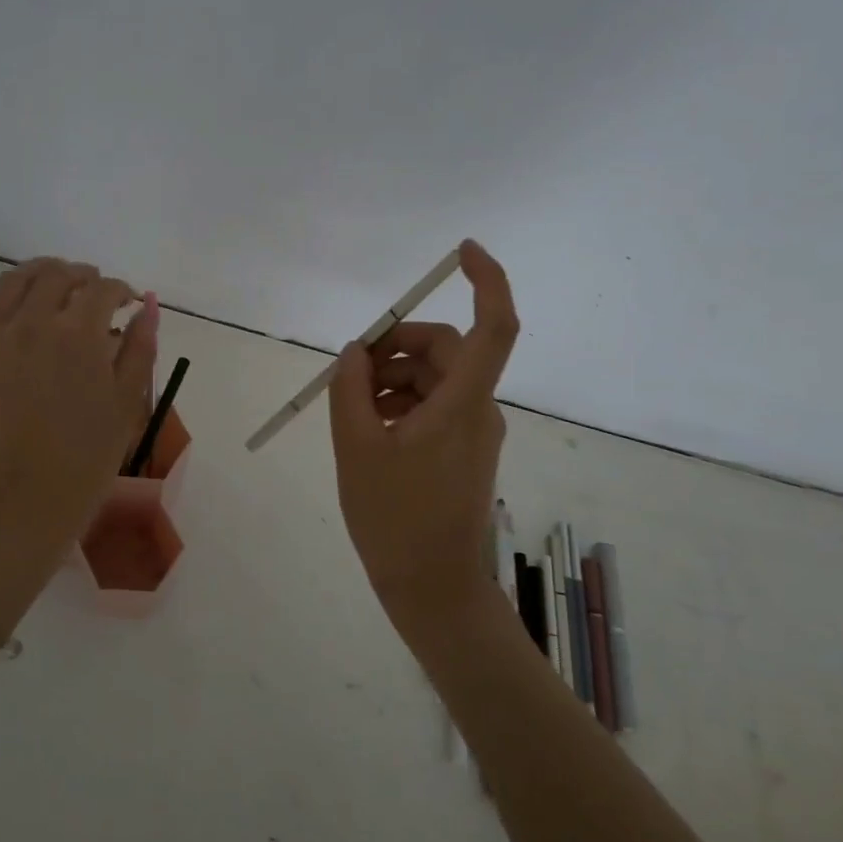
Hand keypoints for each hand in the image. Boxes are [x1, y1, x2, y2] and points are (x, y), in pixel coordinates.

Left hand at [0, 258, 158, 557]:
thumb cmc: (84, 461)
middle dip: (83, 276)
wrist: (17, 505)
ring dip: (41, 274)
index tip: (129, 301)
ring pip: (14, 281)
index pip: (103, 289)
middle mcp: (32, 322)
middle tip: (96, 291)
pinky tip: (12, 307)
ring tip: (56, 285)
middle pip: (57, 275)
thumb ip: (139, 348)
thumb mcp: (126, 405)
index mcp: (78, 334)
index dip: (121, 290)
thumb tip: (147, 306)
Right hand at [327, 240, 519, 640]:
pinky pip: (434, 406)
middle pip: (446, 350)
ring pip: (435, 379)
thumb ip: (351, 390)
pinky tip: (368, 428)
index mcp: (463, 403)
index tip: (462, 250)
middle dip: (395, 347)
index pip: (493, 325)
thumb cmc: (395, 520)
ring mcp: (475, 432)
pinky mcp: (465, 451)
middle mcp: (479, 409)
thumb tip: (355, 351)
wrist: (434, 591)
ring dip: (392, 379)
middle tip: (350, 370)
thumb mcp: (357, 448)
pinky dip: (400, 404)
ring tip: (350, 409)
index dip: (486, 279)